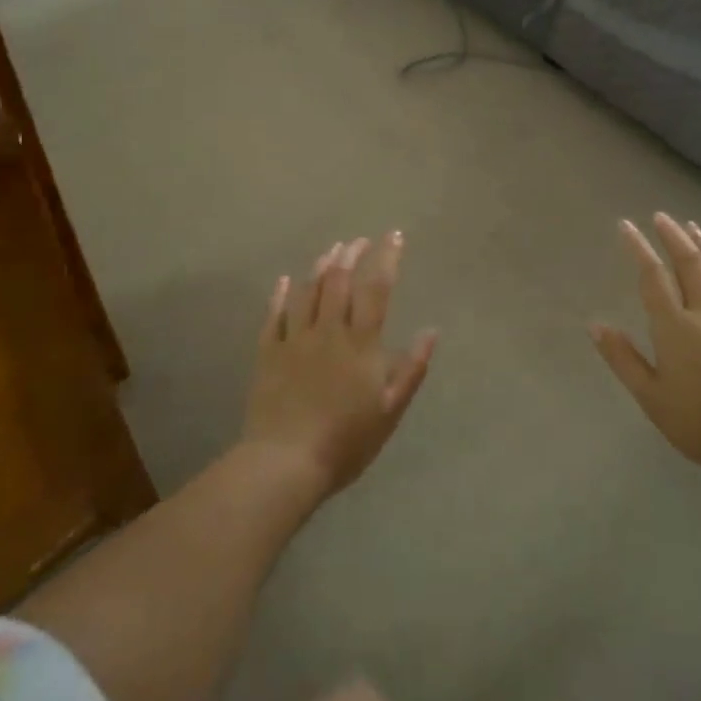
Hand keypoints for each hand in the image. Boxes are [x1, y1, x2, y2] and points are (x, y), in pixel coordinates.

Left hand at [243, 233, 436, 499]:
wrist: (285, 463)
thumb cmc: (346, 441)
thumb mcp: (390, 410)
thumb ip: (411, 368)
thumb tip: (431, 331)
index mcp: (361, 343)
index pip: (376, 288)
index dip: (387, 258)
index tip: (394, 236)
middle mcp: (328, 331)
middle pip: (339, 280)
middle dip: (352, 254)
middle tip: (360, 241)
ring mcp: (294, 339)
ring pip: (308, 291)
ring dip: (321, 266)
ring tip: (332, 250)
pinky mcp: (268, 353)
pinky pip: (274, 315)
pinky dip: (280, 294)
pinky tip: (285, 280)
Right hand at [590, 213, 700, 478]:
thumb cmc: (700, 423)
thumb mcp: (651, 397)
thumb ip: (623, 358)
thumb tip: (595, 324)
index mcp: (675, 327)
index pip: (652, 276)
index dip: (638, 247)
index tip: (626, 225)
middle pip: (689, 264)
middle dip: (673, 236)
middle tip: (662, 217)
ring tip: (694, 227)